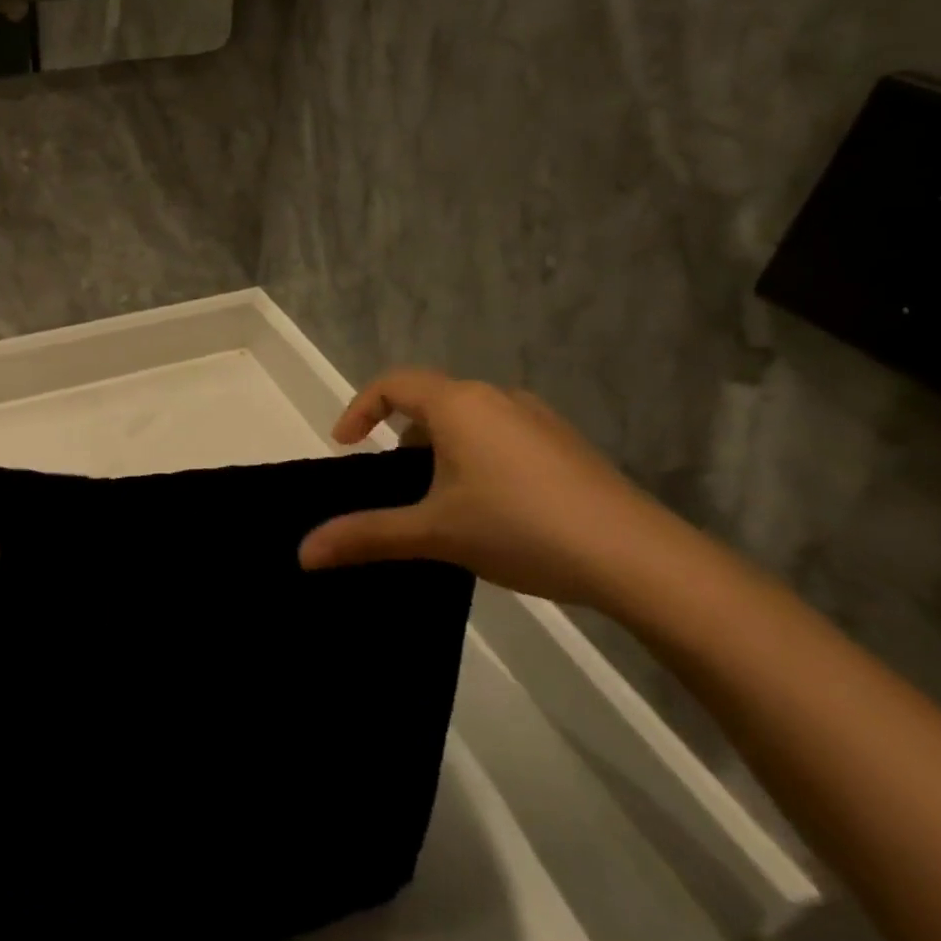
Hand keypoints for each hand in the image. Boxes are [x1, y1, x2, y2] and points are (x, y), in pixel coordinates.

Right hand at [298, 369, 690, 610]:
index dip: (360, 408)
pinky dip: (476, 455)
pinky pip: (501, 434)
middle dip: (400, 433)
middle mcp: (498, 398)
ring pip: (469, 418)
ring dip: (439, 446)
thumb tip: (303, 553)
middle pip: (431, 399)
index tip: (345, 444)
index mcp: (460, 405)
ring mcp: (538, 419)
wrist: (637, 558)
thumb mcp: (433, 533)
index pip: (393, 383)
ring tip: (437, 497)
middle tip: (391, 479)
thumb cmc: (520, 528)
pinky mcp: (565, 445)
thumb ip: (366, 536)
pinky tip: (490, 506)